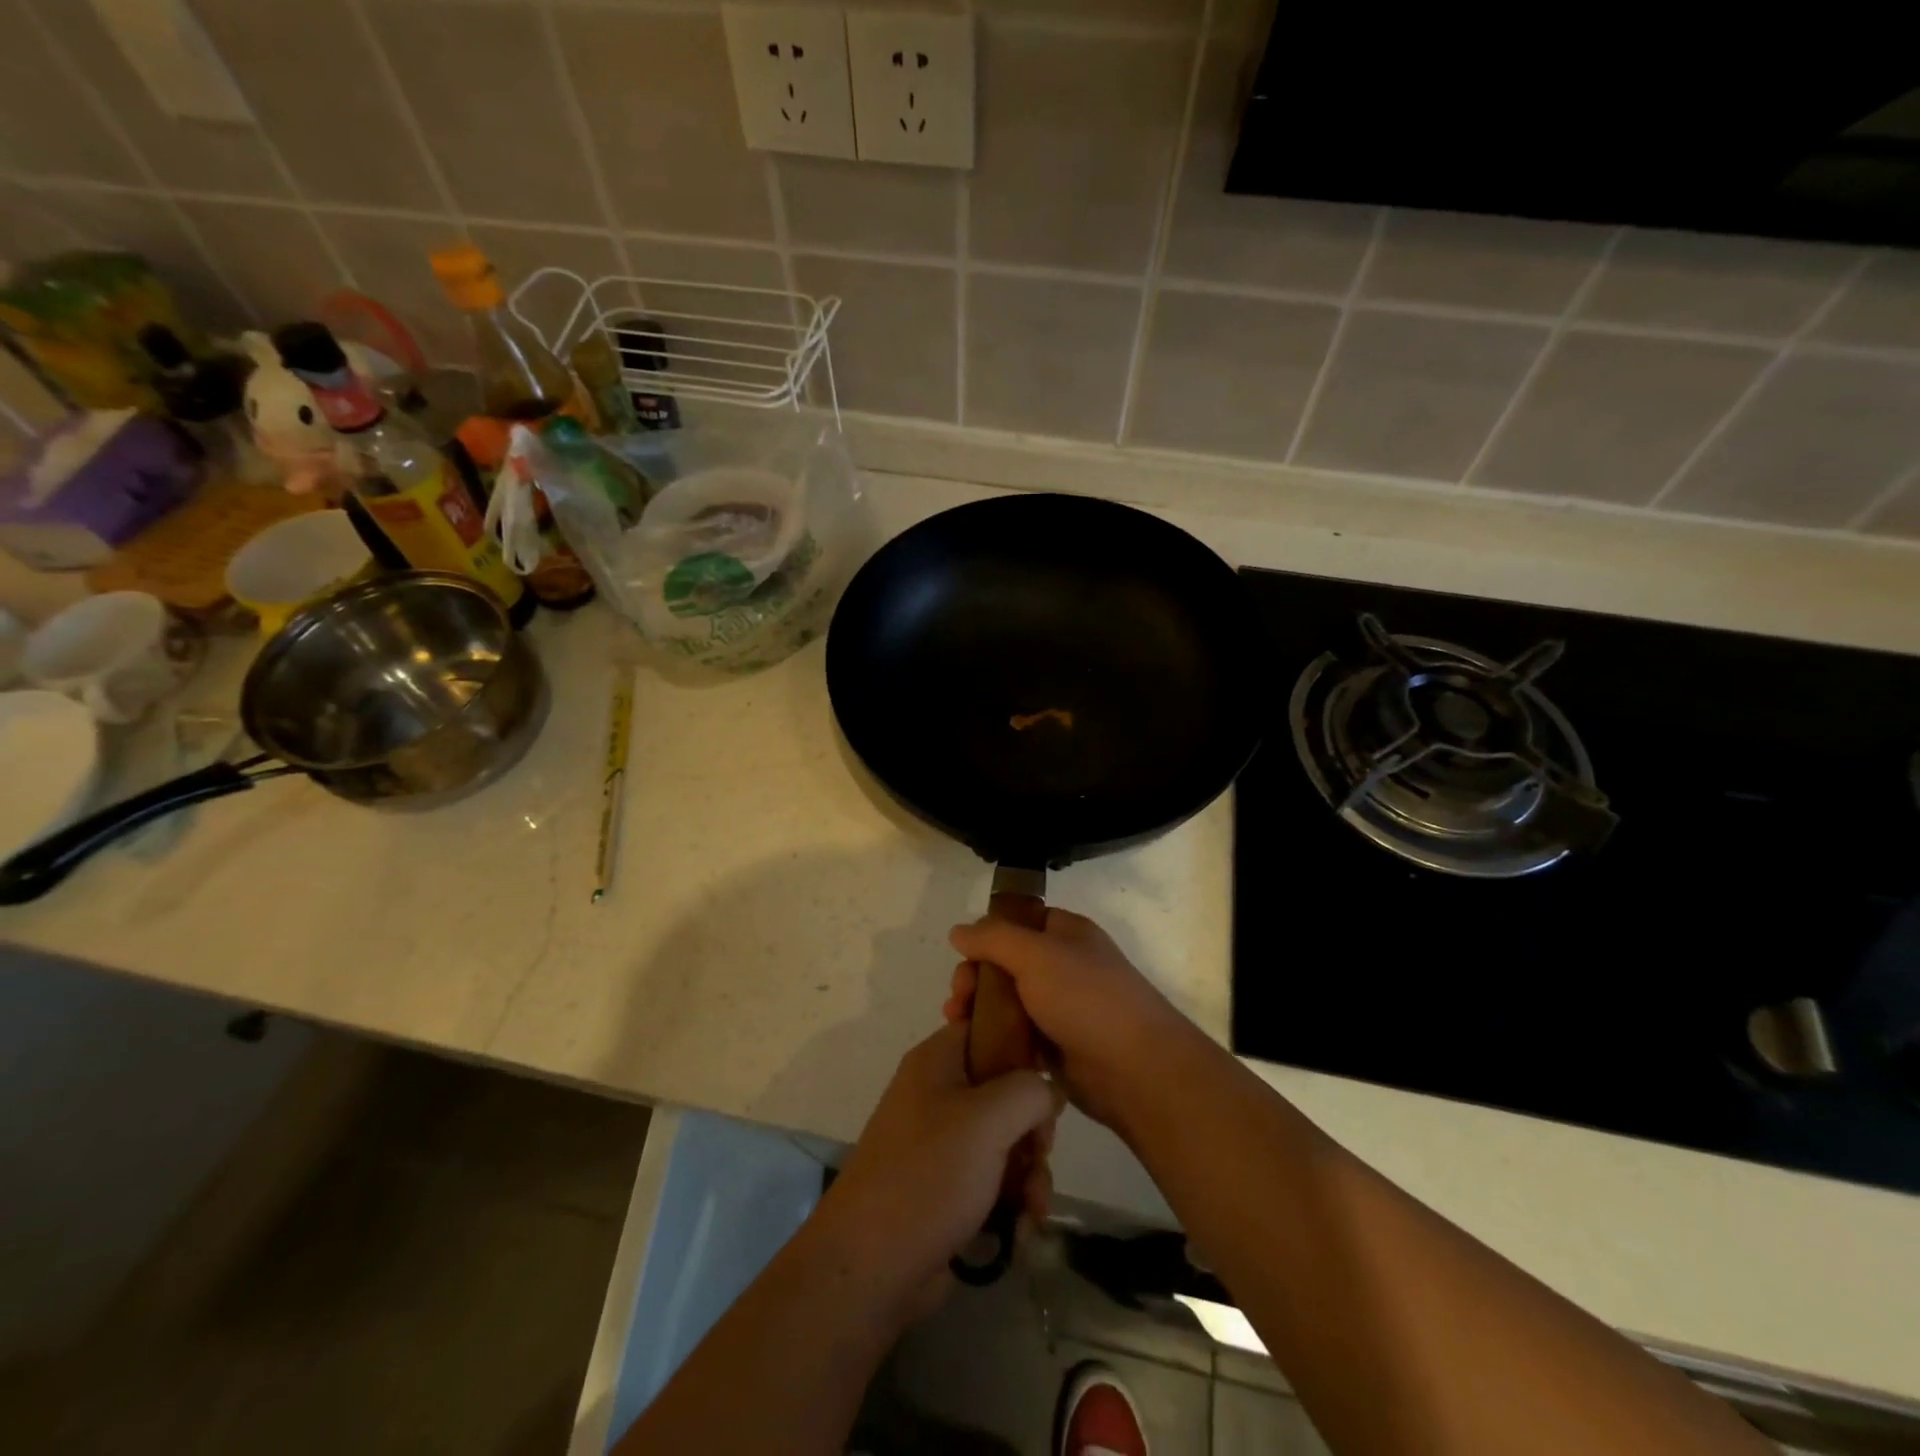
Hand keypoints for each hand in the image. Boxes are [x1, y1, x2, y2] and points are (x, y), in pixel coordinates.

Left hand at [819, 1022, 1060, 1320]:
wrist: (871, 1267)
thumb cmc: (929, 1174)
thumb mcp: (989, 1119)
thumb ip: (1030, 1090)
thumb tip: (1048, 1090)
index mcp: (938, 1061)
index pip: (988, 1028)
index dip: (1022, 1048)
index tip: (1048, 1080)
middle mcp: (938, 1094)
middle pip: (1006, 1090)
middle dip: (1033, 1128)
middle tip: (1039, 1153)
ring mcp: (941, 1143)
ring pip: (1006, 1140)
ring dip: (1029, 1173)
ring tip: (1033, 1208)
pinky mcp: (947, 1187)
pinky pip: (993, 1179)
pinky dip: (1012, 1201)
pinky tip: (1021, 1229)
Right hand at [945, 909, 1193, 1131]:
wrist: (1135, 1069)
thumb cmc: (1087, 998)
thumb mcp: (1035, 954)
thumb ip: (993, 938)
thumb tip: (958, 931)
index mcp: (1066, 933)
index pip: (1019, 920)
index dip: (988, 933)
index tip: (962, 953)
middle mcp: (1063, 965)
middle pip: (1006, 962)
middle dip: (975, 976)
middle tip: (958, 996)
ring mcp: (1060, 1007)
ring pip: (1008, 1000)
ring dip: (978, 1008)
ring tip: (956, 1023)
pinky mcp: (1055, 1045)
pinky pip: (1016, 1034)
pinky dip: (993, 1036)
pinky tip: (971, 1044)